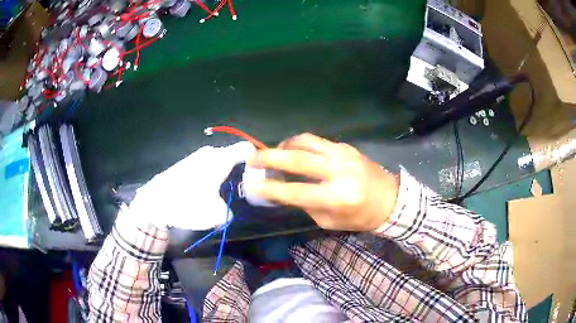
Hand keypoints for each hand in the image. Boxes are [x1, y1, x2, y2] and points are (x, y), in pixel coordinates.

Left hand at [127, 141, 255, 229]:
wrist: (155, 202)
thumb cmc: (188, 204)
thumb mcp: (216, 215)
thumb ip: (229, 212)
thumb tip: (228, 211)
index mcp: (220, 159)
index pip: (245, 148)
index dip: (256, 158)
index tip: (259, 173)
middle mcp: (209, 153)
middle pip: (232, 157)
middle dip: (238, 171)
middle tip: (240, 189)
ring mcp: (195, 157)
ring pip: (217, 162)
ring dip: (222, 175)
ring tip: (220, 193)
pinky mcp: (184, 164)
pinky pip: (204, 167)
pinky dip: (209, 176)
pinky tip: (202, 192)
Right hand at [247, 133, 398, 230]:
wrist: (390, 199)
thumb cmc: (360, 217)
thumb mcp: (330, 221)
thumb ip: (305, 205)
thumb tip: (281, 191)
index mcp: (338, 197)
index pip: (296, 191)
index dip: (271, 188)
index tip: (252, 184)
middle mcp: (340, 171)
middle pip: (298, 159)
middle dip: (270, 157)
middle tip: (252, 158)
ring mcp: (343, 154)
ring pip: (305, 141)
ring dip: (284, 145)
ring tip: (273, 152)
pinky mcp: (346, 146)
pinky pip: (316, 141)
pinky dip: (300, 144)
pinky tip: (294, 151)